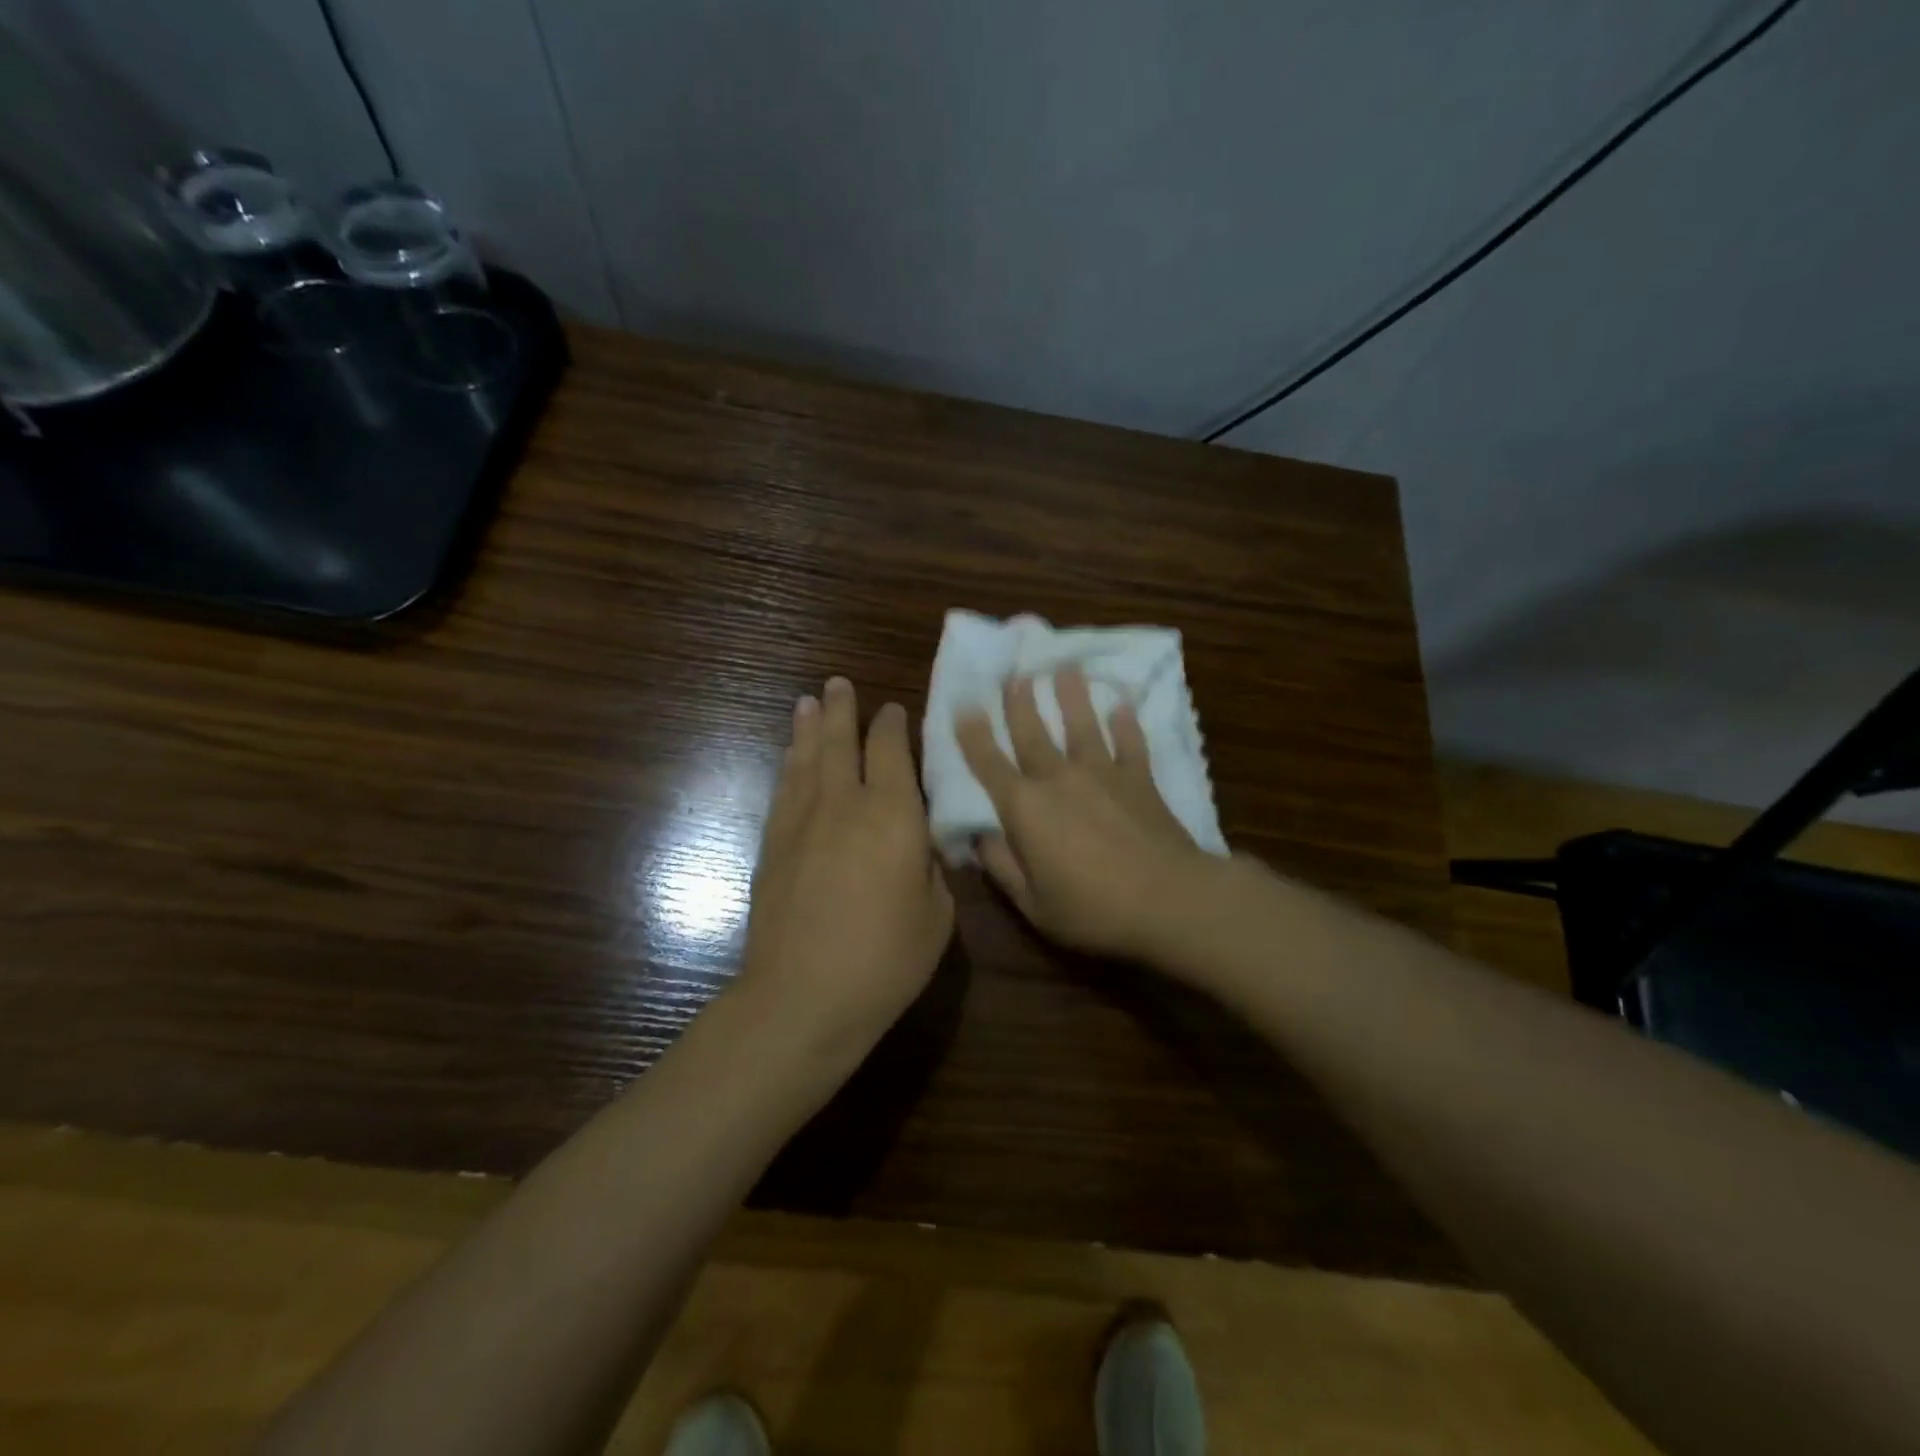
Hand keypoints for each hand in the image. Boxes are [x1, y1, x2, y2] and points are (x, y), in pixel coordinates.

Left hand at [741, 676, 954, 1068]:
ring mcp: (802, 821)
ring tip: (808, 703)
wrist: (803, 996)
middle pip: (842, 742)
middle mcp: (845, 803)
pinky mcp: (772, 844)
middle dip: (842, 709)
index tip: (893, 710)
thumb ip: (930, 867)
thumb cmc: (885, 960)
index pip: (893, 752)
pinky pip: (783, 790)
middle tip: (838, 684)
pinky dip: (789, 766)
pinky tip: (791, 757)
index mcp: (894, 815)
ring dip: (809, 728)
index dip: (893, 726)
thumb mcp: (937, 915)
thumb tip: (918, 844)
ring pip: (806, 759)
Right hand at [956, 670, 1218, 962]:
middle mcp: (1059, 779)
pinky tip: (1122, 704)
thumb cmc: (1093, 909)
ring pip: (1082, 726)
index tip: (964, 706)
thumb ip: (1002, 866)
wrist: (1170, 900)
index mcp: (1025, 808)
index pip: (990, 764)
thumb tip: (978, 837)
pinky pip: (1130, 743)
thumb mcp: (1032, 904)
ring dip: (1071, 696)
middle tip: (1013, 673)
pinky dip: (1126, 723)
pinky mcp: (1140, 779)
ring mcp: (1103, 774)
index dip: (973, 735)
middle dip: (1020, 702)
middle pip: (1033, 733)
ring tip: (1065, 668)